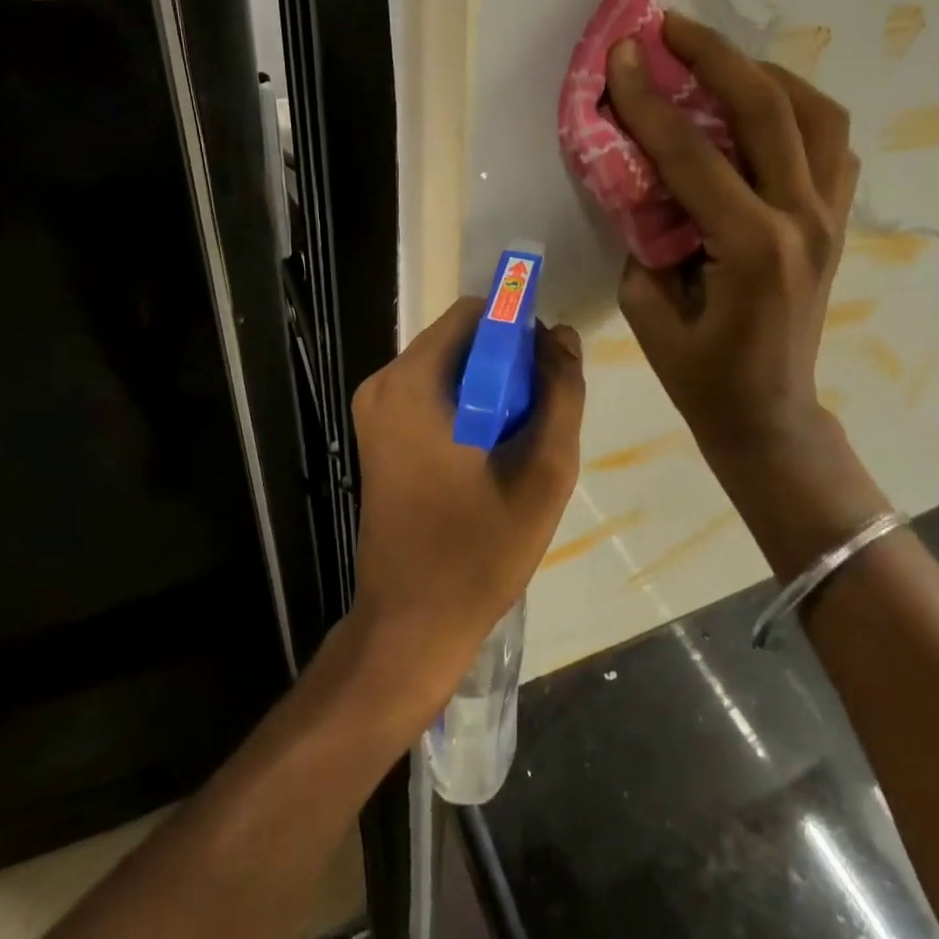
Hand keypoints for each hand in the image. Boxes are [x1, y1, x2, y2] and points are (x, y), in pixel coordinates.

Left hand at [348, 299, 584, 705]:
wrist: (410, 624)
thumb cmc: (477, 551)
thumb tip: (562, 336)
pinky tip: (489, 457)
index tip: (548, 374)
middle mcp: (383, 385)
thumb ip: (561, 395)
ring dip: (492, 390)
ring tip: (517, 445)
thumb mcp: (543, 473)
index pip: (475, 313)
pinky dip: (468, 408)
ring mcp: (375, 411)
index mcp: (411, 383)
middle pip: (461, 339)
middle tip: (538, 419)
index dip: (520, 331)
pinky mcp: (378, 435)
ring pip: (450, 368)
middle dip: (508, 365)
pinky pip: (433, 394)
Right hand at [606, 13, 883, 571]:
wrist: (771, 415)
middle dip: (714, 56)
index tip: (619, 56)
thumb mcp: (650, 313)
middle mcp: (803, 220)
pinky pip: (829, 143)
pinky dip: (796, 111)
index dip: (649, 102)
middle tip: (669, 27)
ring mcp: (831, 217)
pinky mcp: (837, 221)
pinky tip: (758, 111)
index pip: (693, 156)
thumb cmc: (703, 379)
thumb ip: (644, 237)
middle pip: (767, 109)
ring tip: (716, 61)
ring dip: (763, 74)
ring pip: (816, 113)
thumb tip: (642, 181)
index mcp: (752, 249)